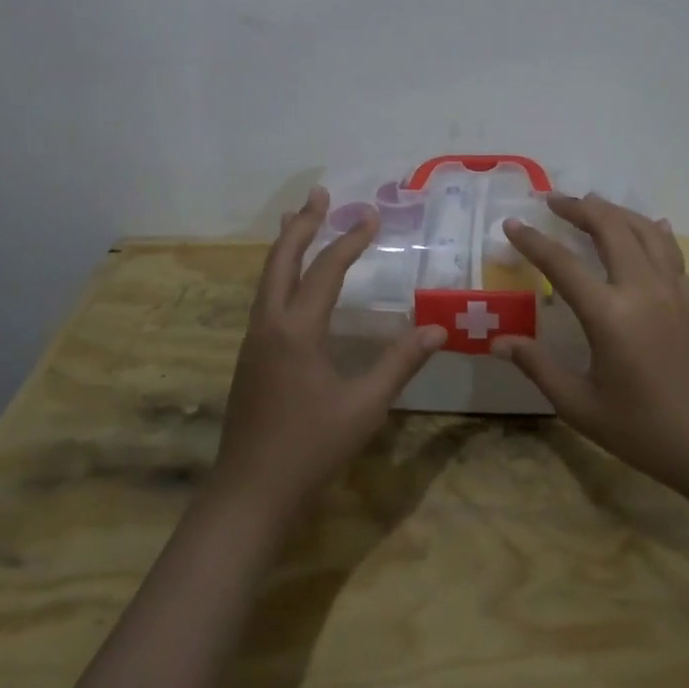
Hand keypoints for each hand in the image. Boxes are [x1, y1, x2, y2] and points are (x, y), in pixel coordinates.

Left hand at [213, 186, 446, 515]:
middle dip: (301, 224)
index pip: (326, 270)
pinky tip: (291, 282)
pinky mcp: (250, 357)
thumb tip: (439, 329)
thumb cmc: (311, 448)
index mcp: (296, 330)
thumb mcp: (364, 406)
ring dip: (286, 246)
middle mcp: (269, 324)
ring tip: (298, 221)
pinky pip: (265, 298)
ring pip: (267, 278)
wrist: (250, 492)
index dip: (350, 240)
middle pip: (281, 260)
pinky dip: (280, 274)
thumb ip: (400, 363)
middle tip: (319, 195)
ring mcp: (254, 340)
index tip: (372, 216)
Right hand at [494, 196, 688, 496]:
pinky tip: (649, 225)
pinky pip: (670, 250)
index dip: (533, 241)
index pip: (562, 264)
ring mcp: (671, 290)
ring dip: (615, 212)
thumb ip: (538, 366)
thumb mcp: (579, 404)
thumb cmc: (640, 429)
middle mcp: (642, 290)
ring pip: (643, 231)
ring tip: (591, 204)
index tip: (512, 223)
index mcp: (609, 315)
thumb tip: (498, 342)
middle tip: (552, 201)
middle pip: (610, 228)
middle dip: (579, 208)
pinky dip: (652, 231)